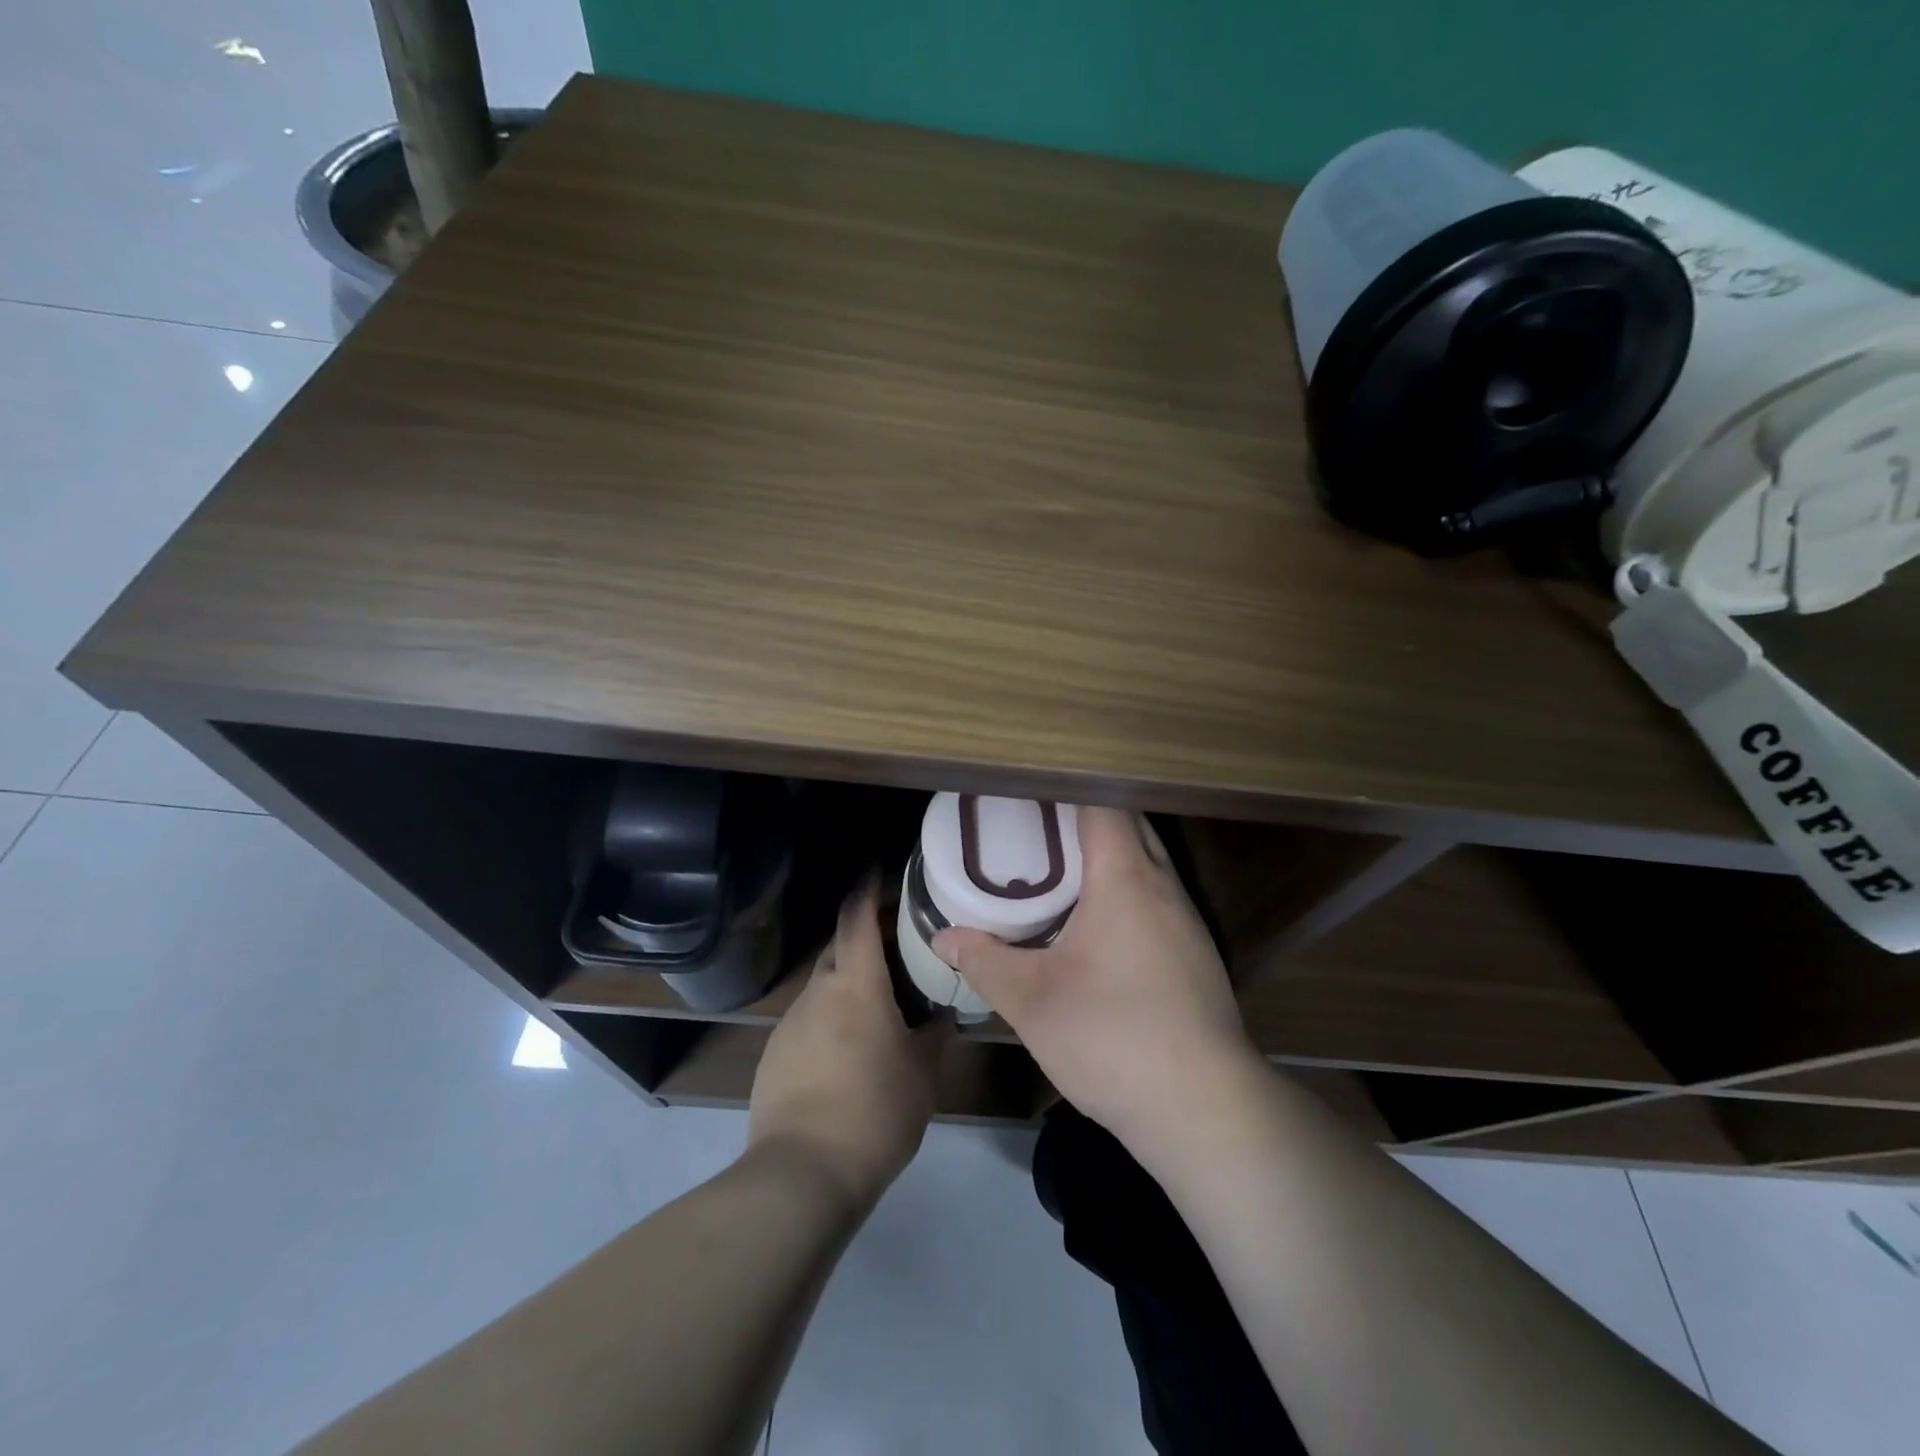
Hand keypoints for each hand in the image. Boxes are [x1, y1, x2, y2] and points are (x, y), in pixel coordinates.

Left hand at [749, 879, 946, 1209]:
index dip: (867, 888)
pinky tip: (848, 1050)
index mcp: (856, 985)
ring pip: (823, 986)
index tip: (879, 869)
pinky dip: (830, 1017)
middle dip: (864, 938)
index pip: (857, 918)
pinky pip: (808, 1019)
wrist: (802, 1175)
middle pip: (839, 948)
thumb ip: (934, 1035)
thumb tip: (943, 1014)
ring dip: (848, 982)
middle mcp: (818, 992)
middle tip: (898, 947)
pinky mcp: (774, 1054)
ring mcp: (790, 1023)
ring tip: (879, 1004)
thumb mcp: (922, 1074)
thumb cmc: (875, 1112)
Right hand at [932, 808, 1261, 1154]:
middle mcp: (1164, 887)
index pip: (1103, 805)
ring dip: (1109, 856)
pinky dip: (1127, 891)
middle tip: (1033, 829)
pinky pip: (1158, 898)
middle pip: (1129, 825)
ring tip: (1059, 871)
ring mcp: (1188, 921)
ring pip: (1148, 863)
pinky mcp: (1197, 955)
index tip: (1028, 794)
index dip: (1066, 790)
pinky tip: (1098, 927)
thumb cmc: (1112, 1038)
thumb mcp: (1032, 1001)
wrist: (1204, 1108)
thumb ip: (984, 961)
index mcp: (1125, 880)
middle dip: (1084, 818)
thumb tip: (943, 937)